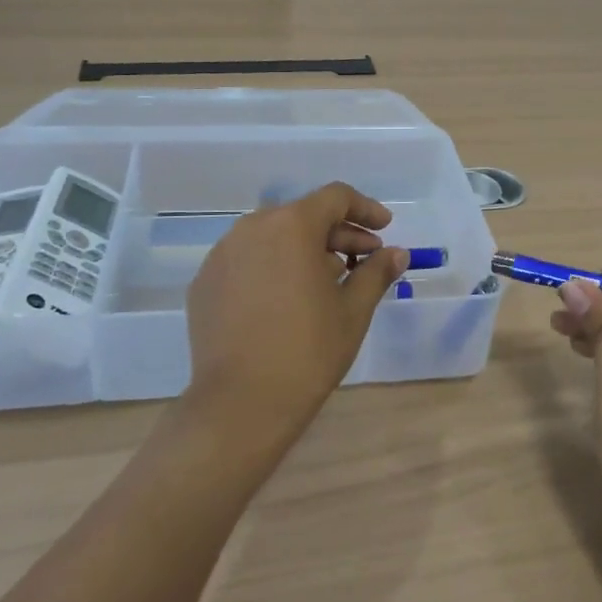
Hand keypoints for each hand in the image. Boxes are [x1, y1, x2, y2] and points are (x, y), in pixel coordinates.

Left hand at [183, 182, 408, 443]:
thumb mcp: (353, 310)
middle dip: (338, 234)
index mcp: (292, 225)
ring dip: (304, 250)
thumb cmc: (308, 350)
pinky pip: (247, 261)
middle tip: (364, 261)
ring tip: (326, 283)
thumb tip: (397, 253)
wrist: (240, 404)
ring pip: (273, 237)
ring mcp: (222, 255)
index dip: (365, 209)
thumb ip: (376, 273)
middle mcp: (252, 228)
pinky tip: (286, 301)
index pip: (335, 197)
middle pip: (303, 216)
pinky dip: (272, 269)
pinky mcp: (204, 282)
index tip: (384, 229)